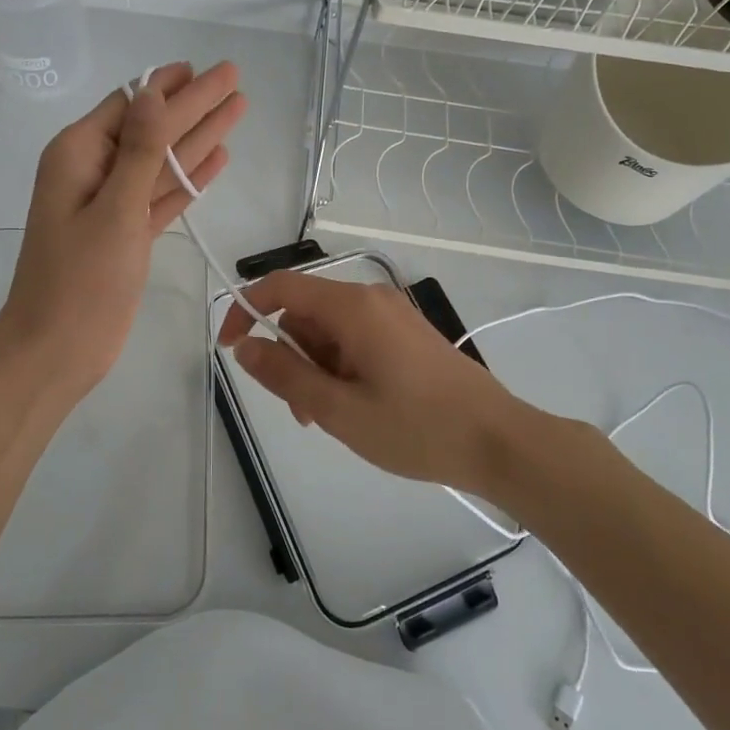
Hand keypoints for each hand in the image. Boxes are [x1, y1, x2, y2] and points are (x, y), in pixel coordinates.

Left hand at [0, 61, 245, 402]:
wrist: (57, 350)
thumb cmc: (80, 280)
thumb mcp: (114, 209)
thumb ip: (140, 150)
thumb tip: (153, 91)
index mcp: (79, 154)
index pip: (133, 104)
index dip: (172, 85)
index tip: (207, 67)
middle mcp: (94, 171)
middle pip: (154, 128)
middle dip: (195, 105)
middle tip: (234, 79)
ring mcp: (112, 204)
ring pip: (163, 160)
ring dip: (199, 138)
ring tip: (237, 110)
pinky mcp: (127, 233)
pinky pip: (163, 194)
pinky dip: (189, 179)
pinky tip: (217, 160)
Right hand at [216, 270, 527, 494]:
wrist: (499, 442)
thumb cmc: (416, 427)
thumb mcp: (338, 409)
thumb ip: (285, 374)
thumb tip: (244, 346)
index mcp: (352, 307)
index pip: (281, 287)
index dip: (245, 310)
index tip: (230, 348)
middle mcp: (371, 299)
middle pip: (306, 313)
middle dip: (290, 356)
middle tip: (299, 410)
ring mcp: (393, 315)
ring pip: (330, 331)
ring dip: (316, 368)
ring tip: (330, 418)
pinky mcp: (407, 335)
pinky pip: (356, 340)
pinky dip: (342, 368)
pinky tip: (355, 407)